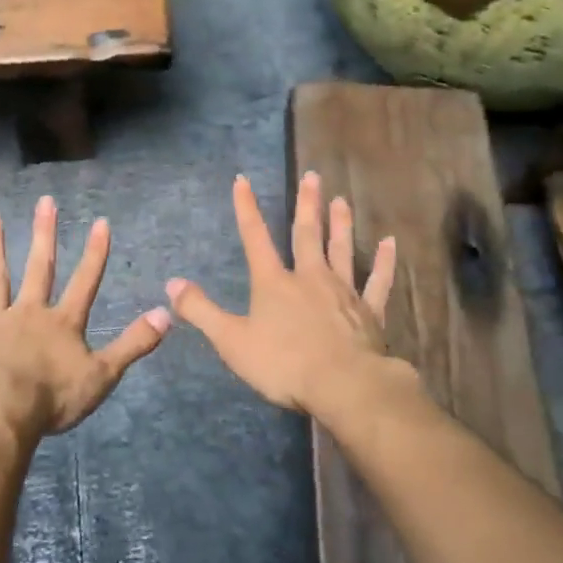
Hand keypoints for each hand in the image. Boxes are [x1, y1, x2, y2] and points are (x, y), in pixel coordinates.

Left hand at [0, 196, 170, 439]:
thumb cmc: (53, 397)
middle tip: (45, 200)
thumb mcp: (103, 375)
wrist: (1, 413)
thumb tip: (167, 314)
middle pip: (40, 268)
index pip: (86, 281)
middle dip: (45, 234)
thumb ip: (134, 343)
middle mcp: (30, 312)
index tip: (100, 221)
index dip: (95, 253)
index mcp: (63, 323)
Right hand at [166, 172, 400, 415]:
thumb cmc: (284, 364)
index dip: (246, 208)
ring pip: (342, 249)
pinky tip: (390, 243)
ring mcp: (343, 292)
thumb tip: (171, 283)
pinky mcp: (369, 312)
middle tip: (312, 176)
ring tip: (341, 199)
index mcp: (274, 282)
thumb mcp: (231, 340)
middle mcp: (309, 277)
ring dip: (341, 223)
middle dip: (306, 204)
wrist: (344, 386)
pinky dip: (385, 262)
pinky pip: (378, 281)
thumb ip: (201, 311)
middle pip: (306, 234)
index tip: (242, 180)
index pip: (255, 237)